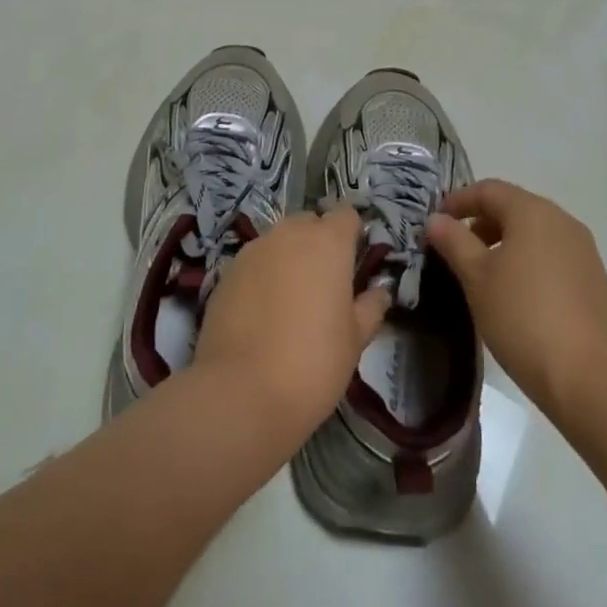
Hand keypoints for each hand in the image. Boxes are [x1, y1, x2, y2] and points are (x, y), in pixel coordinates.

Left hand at [193, 208, 389, 442]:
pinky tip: (262, 312)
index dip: (352, 235)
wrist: (241, 392)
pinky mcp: (226, 271)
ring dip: (288, 257)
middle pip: (310, 223)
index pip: (346, 215)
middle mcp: (290, 234)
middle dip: (318, 243)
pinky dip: (262, 275)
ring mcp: (254, 249)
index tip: (354, 264)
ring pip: (279, 240)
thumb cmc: (313, 363)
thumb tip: (379, 290)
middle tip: (324, 285)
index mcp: (328, 242)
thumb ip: (370, 307)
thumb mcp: (355, 340)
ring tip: (291, 300)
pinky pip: (254, 262)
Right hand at [426, 180, 606, 421]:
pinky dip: (528, 261)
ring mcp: (582, 250)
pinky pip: (552, 256)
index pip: (488, 190)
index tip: (436, 221)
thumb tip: (436, 219)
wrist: (588, 377)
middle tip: (455, 249)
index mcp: (532, 211)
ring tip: (482, 274)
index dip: (458, 201)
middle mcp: (562, 221)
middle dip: (481, 223)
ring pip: (534, 233)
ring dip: (505, 243)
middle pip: (514, 208)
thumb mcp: (476, 277)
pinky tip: (515, 293)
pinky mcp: (594, 280)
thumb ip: (453, 241)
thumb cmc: (522, 316)